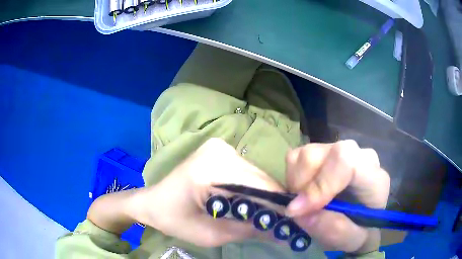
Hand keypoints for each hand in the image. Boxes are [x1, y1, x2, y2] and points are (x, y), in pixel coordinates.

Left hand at [129, 138, 284, 246]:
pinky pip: (248, 172)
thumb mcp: (210, 234)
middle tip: (280, 224)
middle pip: (261, 178)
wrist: (153, 202)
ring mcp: (220, 147)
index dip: (277, 206)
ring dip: (264, 196)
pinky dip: (253, 189)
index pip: (258, 186)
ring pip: (257, 175)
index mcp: (210, 168)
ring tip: (264, 216)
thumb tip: (282, 233)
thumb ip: (248, 231)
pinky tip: (250, 203)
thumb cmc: (174, 219)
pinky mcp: (221, 151)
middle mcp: (219, 150)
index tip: (290, 224)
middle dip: (272, 202)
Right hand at [285, 140, 389, 253]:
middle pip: (320, 154)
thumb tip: (299, 213)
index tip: (297, 211)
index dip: (319, 184)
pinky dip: (292, 177)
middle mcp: (358, 156)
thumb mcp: (351, 239)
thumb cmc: (360, 231)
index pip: (345, 162)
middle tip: (298, 211)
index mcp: (373, 177)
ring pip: (305, 154)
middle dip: (301, 185)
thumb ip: (333, 229)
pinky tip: (303, 193)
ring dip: (294, 183)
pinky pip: (298, 157)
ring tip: (303, 204)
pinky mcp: (325, 152)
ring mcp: (340, 151)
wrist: (361, 222)